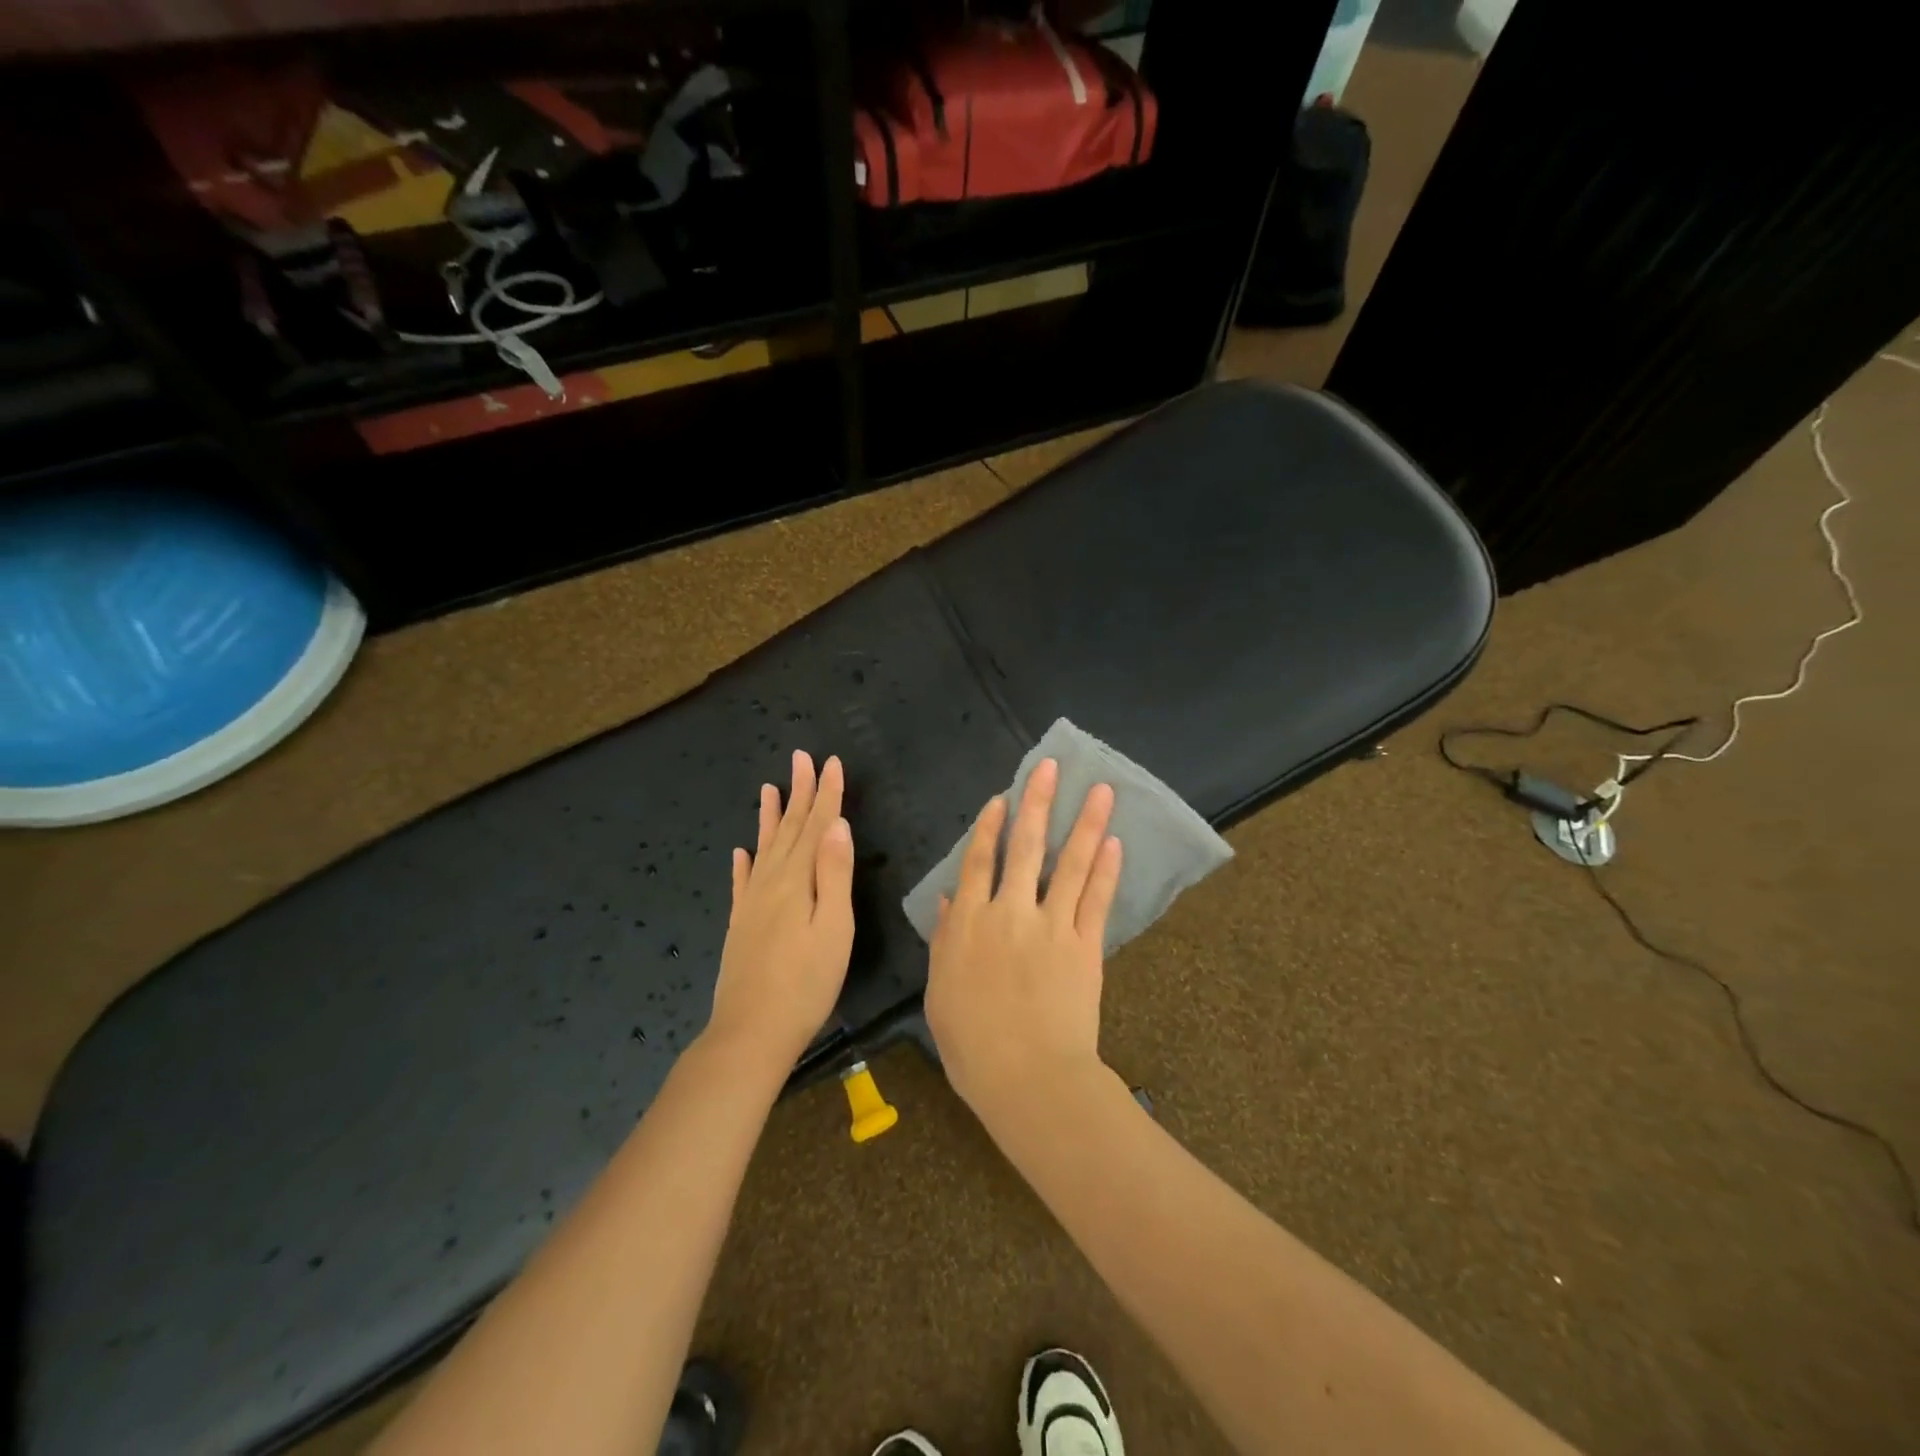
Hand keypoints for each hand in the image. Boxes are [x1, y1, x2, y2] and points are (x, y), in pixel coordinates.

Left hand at [706, 751, 854, 1070]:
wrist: (750, 1032)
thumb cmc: (806, 984)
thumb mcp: (834, 928)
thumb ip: (835, 875)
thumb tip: (837, 826)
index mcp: (797, 881)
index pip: (816, 827)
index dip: (826, 794)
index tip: (830, 762)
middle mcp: (771, 883)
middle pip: (789, 829)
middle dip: (799, 793)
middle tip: (801, 758)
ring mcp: (751, 904)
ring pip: (763, 848)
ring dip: (770, 817)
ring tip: (769, 788)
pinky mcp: (740, 925)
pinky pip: (741, 882)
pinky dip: (743, 863)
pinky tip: (740, 852)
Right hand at [924, 757, 1123, 1121]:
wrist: (1027, 1078)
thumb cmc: (972, 1045)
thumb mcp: (941, 992)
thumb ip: (945, 940)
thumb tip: (949, 899)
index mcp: (969, 924)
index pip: (979, 862)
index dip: (990, 827)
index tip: (1002, 797)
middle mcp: (1009, 913)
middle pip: (1024, 847)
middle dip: (1037, 803)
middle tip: (1051, 767)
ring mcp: (1051, 926)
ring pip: (1069, 863)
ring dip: (1084, 823)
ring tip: (1099, 790)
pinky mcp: (1085, 945)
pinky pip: (1096, 899)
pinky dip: (1106, 870)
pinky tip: (1114, 842)